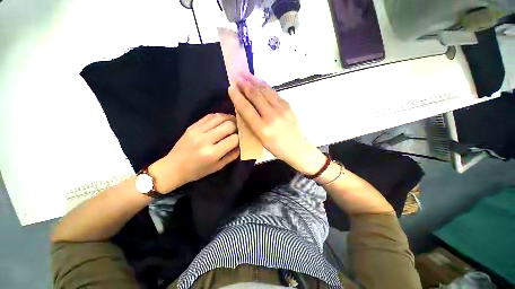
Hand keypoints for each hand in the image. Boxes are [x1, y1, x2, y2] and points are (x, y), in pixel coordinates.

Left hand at [149, 113, 239, 192]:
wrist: (173, 167)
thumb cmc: (197, 171)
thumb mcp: (217, 167)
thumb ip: (232, 155)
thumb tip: (242, 144)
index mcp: (212, 153)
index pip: (234, 139)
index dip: (241, 137)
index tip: (242, 138)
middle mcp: (205, 140)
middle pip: (228, 125)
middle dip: (237, 126)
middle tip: (239, 129)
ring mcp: (197, 131)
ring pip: (220, 117)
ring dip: (230, 118)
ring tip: (233, 123)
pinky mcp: (192, 126)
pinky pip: (209, 116)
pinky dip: (219, 116)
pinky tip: (223, 120)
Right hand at [228, 73, 325, 174]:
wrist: (297, 148)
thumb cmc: (276, 148)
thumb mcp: (260, 139)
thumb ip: (251, 123)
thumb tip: (243, 107)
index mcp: (262, 129)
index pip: (246, 109)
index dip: (237, 97)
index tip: (230, 88)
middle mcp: (271, 117)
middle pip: (256, 96)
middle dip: (245, 85)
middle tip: (237, 77)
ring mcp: (282, 110)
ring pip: (266, 91)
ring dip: (255, 81)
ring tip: (247, 74)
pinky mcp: (288, 106)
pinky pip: (274, 93)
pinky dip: (265, 86)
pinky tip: (260, 82)